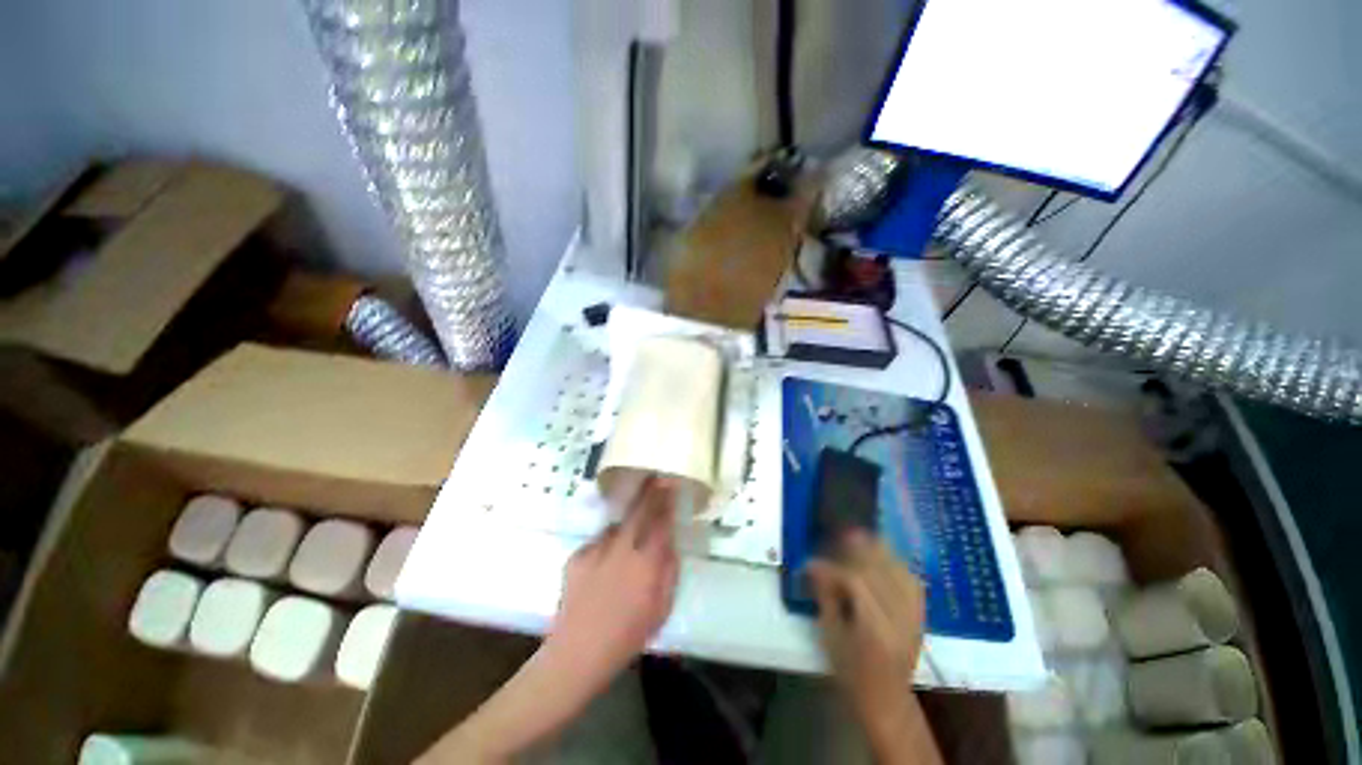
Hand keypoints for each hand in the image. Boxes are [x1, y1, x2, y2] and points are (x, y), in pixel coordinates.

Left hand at [548, 479, 679, 685]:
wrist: (577, 652)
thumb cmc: (628, 635)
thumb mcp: (662, 607)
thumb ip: (669, 571)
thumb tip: (669, 544)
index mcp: (646, 561)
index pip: (661, 520)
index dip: (666, 499)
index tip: (669, 482)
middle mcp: (623, 548)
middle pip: (639, 511)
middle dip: (649, 491)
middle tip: (654, 476)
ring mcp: (597, 549)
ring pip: (617, 525)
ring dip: (626, 523)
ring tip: (627, 534)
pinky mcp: (577, 556)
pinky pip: (598, 542)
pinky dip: (605, 546)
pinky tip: (604, 565)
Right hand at [806, 532, 926, 746]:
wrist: (886, 698)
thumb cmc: (851, 671)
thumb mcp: (831, 636)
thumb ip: (825, 596)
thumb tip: (812, 564)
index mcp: (876, 629)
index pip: (856, 582)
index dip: (832, 567)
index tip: (812, 562)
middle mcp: (900, 619)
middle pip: (880, 571)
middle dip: (856, 550)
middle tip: (835, 537)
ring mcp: (915, 616)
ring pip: (899, 571)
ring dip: (878, 551)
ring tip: (859, 537)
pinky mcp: (921, 615)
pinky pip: (911, 580)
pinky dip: (895, 563)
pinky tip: (882, 556)